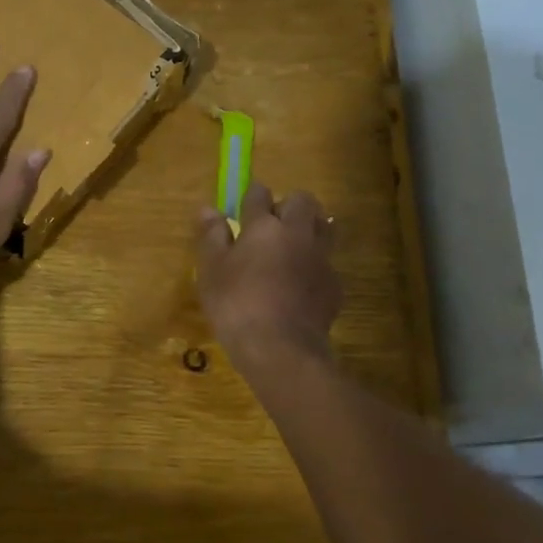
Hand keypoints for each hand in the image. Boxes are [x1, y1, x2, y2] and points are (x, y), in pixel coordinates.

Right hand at [195, 183, 341, 365]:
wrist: (281, 348)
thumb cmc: (236, 304)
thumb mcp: (211, 270)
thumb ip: (211, 236)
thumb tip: (207, 209)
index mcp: (264, 226)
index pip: (260, 194)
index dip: (251, 196)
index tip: (244, 206)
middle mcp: (297, 233)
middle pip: (302, 201)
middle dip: (288, 205)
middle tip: (270, 225)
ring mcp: (321, 258)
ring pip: (323, 226)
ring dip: (309, 227)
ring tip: (292, 245)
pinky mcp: (334, 284)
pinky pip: (327, 261)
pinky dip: (315, 263)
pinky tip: (301, 282)